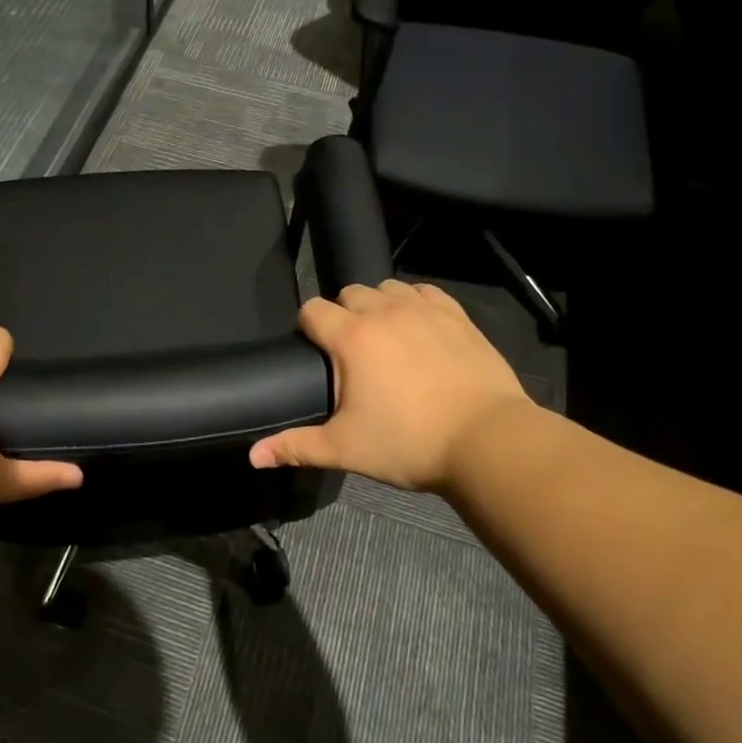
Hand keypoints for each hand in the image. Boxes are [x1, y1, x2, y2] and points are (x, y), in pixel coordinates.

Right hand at [249, 280, 531, 490]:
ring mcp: (423, 310)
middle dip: (343, 314)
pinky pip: (426, 291)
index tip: (314, 351)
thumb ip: (296, 446)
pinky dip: (416, 302)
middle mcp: (384, 312)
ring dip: (379, 304)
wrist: (488, 441)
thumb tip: (253, 456)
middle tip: (351, 352)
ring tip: (385, 336)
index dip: (307, 327)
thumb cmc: (409, 443)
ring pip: (387, 287)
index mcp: (351, 338)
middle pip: (349, 293)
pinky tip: (420, 326)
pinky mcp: (457, 316)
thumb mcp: (345, 449)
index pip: (312, 310)